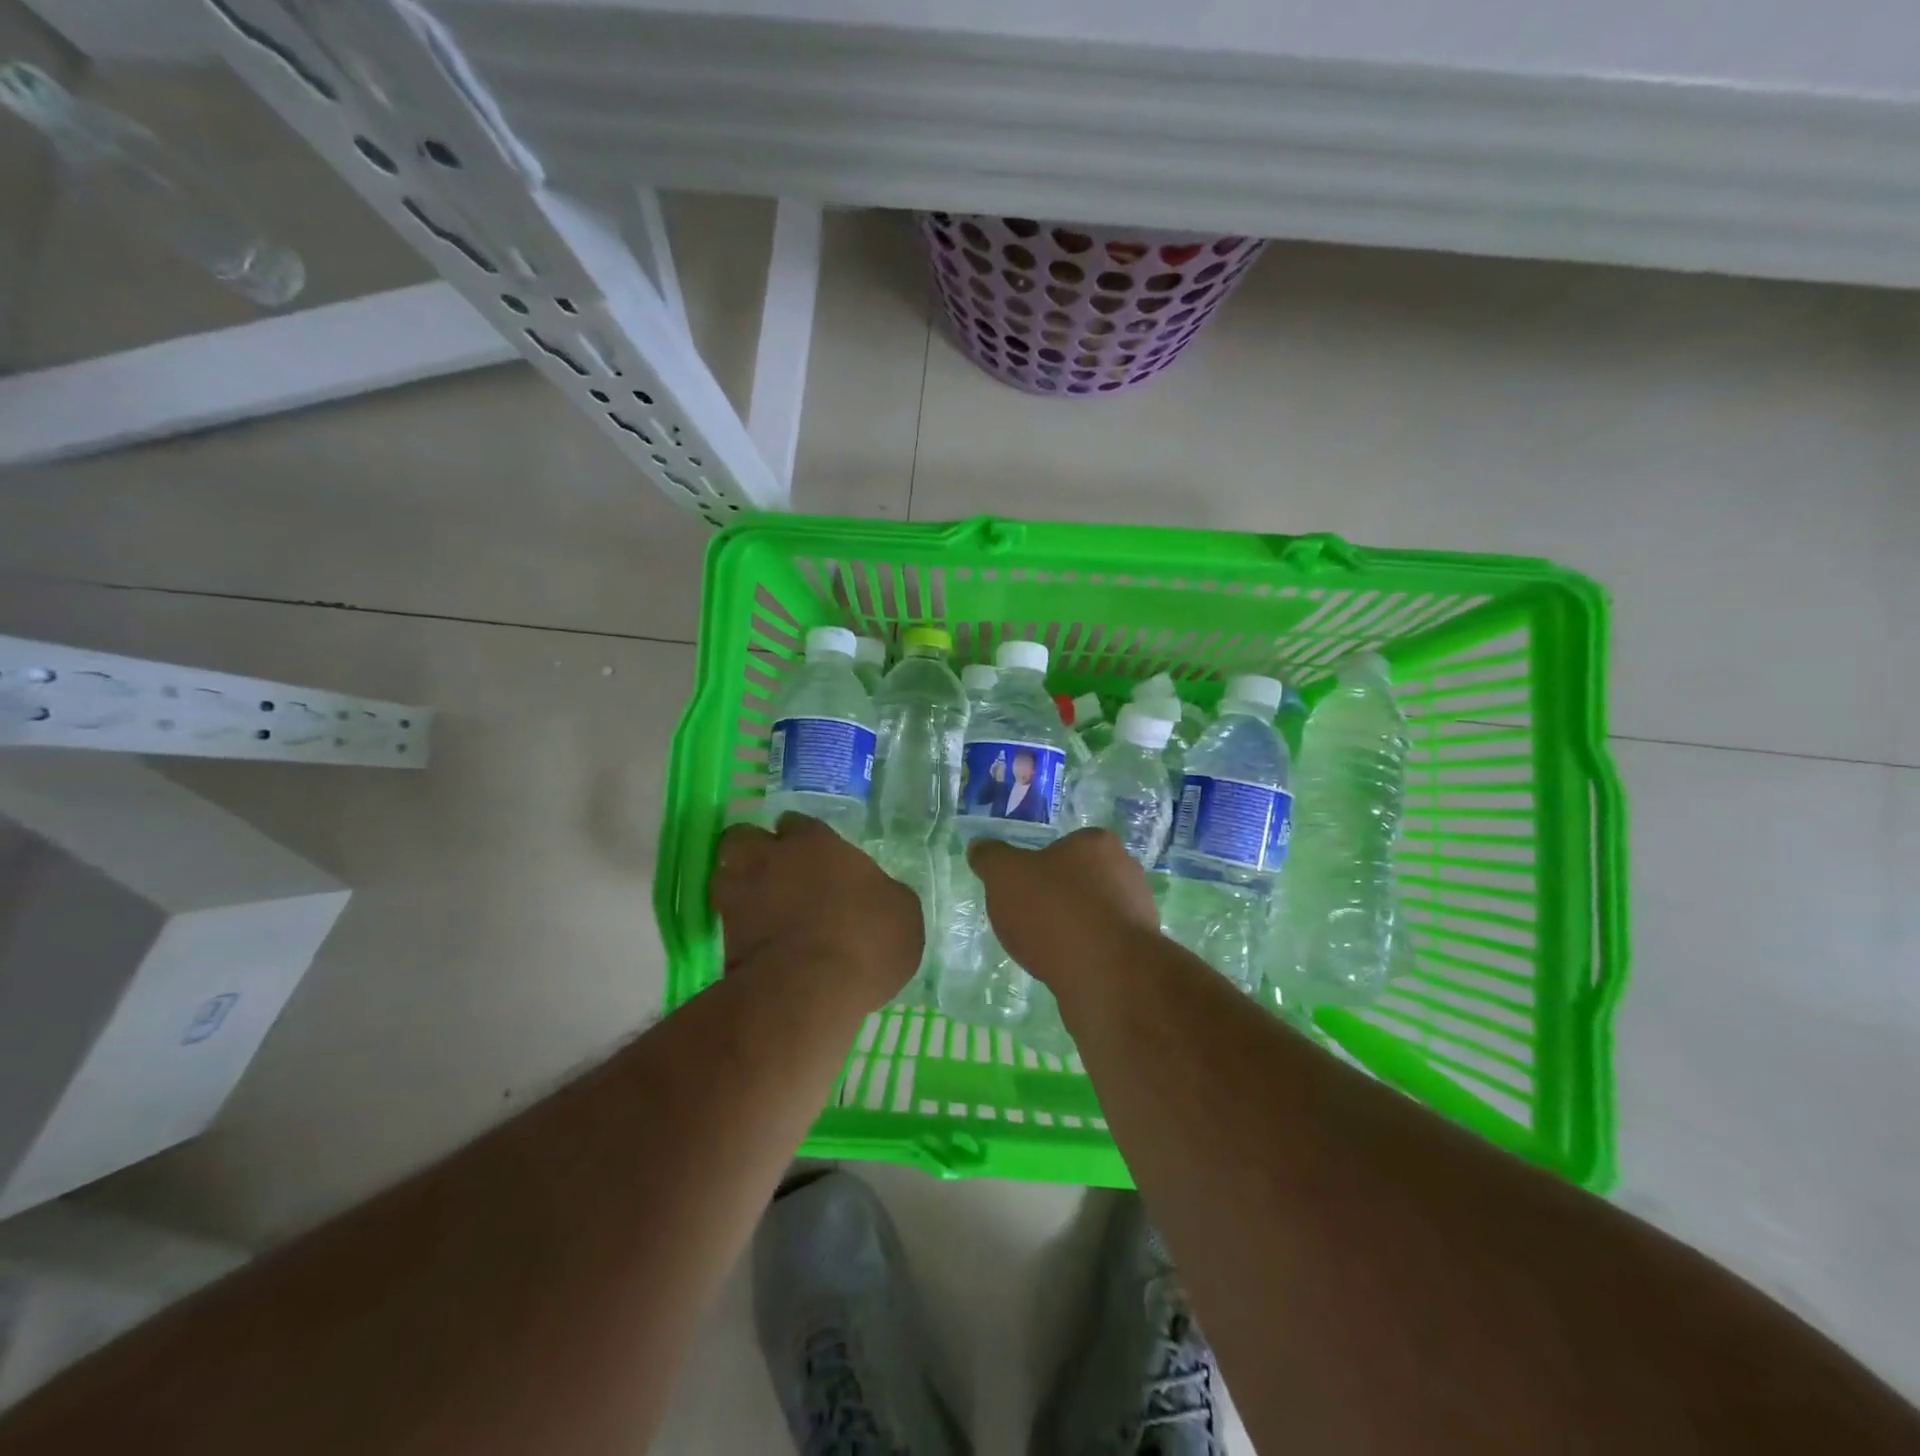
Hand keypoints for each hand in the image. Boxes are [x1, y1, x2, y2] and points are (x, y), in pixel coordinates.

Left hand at [710, 814, 921, 1013]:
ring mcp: (740, 896)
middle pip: (744, 837)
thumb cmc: (866, 940)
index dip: (803, 838)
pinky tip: (758, 943)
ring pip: (724, 875)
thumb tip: (877, 895)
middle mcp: (771, 858)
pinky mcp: (722, 937)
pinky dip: (736, 927)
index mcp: (816, 843)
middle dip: (754, 849)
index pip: (797, 823)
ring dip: (738, 885)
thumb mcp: (902, 913)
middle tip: (775, 872)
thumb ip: (882, 893)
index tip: (814, 856)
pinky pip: (725, 920)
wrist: (810, 990)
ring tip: (760, 907)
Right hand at [968, 828, 1161, 989]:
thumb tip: (980, 846)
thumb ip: (991, 858)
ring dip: (1072, 928)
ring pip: (1093, 914)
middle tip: (1028, 919)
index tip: (1021, 889)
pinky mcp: (1141, 951)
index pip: (1064, 845)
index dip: (1039, 866)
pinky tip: (1065, 969)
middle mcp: (1126, 870)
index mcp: (1097, 843)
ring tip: (1044, 950)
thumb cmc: (1054, 911)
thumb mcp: (1005, 876)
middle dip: (1056, 897)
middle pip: (1080, 879)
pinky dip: (1084, 954)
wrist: (1106, 976)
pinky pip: (1103, 946)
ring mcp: (1138, 911)